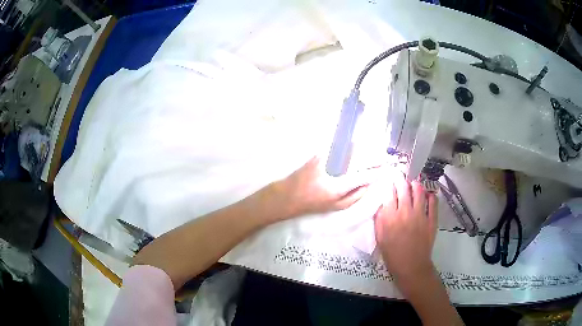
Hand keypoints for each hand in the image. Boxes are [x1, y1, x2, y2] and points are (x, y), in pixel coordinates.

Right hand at [269, 156, 374, 219]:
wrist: (280, 203)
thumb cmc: (296, 184)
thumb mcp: (313, 163)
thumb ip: (328, 151)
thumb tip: (341, 140)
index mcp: (338, 190)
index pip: (362, 179)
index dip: (374, 170)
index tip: (384, 163)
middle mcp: (340, 201)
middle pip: (362, 191)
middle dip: (370, 180)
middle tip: (376, 169)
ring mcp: (333, 206)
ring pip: (355, 197)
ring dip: (362, 186)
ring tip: (366, 176)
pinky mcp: (326, 207)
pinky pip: (347, 199)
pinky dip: (353, 191)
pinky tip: (349, 183)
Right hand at [374, 174, 437, 281]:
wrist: (411, 266)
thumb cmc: (392, 254)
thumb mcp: (380, 237)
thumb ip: (380, 219)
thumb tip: (383, 204)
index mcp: (390, 217)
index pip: (389, 193)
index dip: (389, 183)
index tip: (389, 179)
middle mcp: (405, 212)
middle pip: (404, 188)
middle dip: (401, 179)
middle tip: (401, 177)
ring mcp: (421, 215)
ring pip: (419, 191)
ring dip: (416, 184)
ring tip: (414, 184)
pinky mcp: (431, 219)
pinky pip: (433, 202)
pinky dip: (431, 195)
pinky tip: (428, 195)